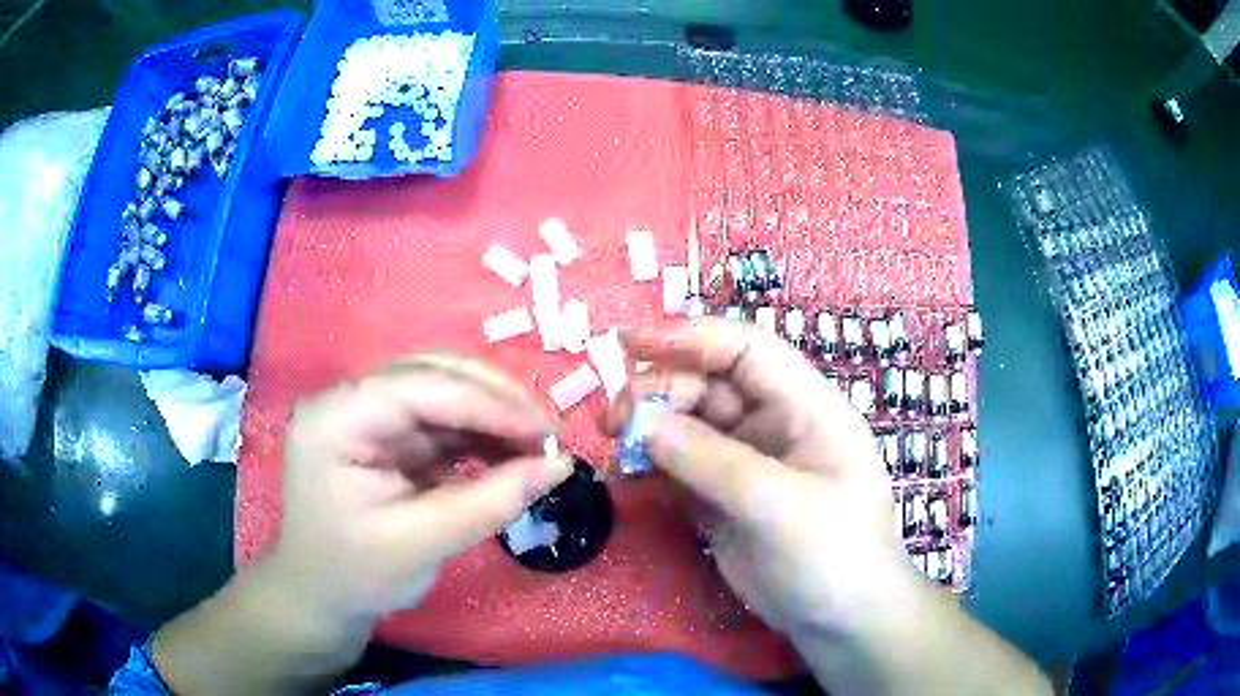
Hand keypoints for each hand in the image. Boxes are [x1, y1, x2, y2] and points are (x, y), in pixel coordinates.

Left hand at [276, 354, 571, 624]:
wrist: (323, 594)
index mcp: (336, 420)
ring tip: (540, 445)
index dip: (485, 403)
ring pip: (445, 391)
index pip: (417, 388)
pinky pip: (445, 420)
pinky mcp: (391, 434)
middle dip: (495, 400)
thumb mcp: (420, 545)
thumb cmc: (356, 575)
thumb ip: (489, 504)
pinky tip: (512, 453)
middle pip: (432, 375)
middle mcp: (351, 401)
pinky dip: (483, 434)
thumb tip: (560, 466)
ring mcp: (371, 415)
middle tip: (549, 435)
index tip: (545, 434)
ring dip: (495, 414)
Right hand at [607, 322, 1049, 695]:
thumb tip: (643, 423)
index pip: (747, 351)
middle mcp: (773, 425)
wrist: (841, 622)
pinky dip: (649, 466)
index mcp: (806, 408)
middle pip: (708, 385)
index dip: (691, 338)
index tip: (631, 343)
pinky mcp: (722, 499)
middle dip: (658, 390)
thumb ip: (714, 463)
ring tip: (612, 446)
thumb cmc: (834, 555)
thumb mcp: (783, 507)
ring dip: (647, 427)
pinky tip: (624, 476)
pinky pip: (679, 468)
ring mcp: (745, 463)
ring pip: (687, 425)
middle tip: (613, 420)